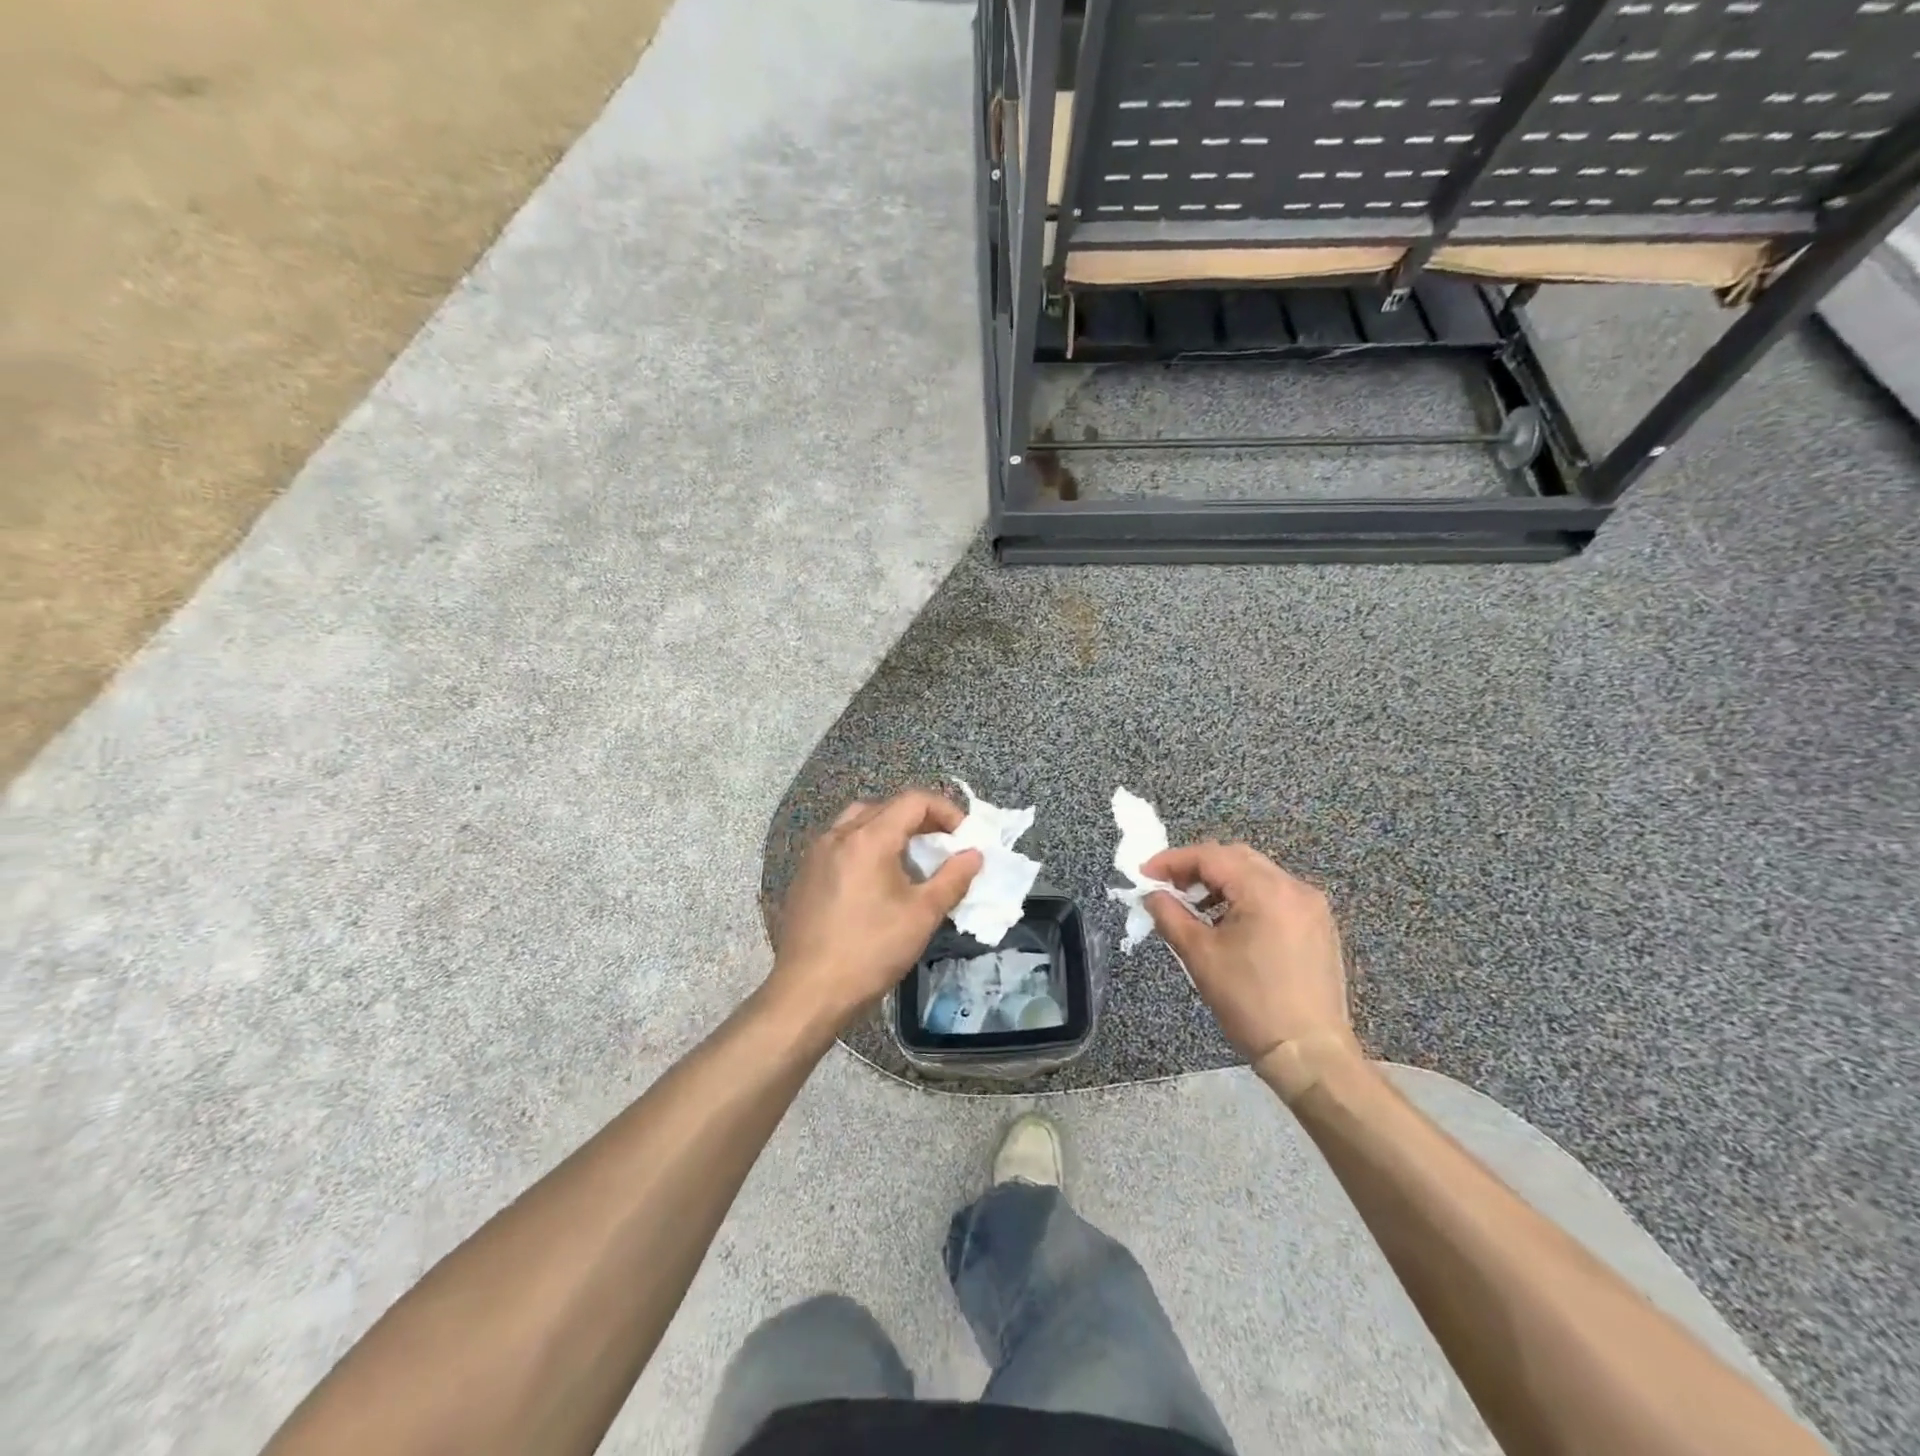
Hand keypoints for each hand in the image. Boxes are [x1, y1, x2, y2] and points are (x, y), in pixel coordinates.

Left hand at [767, 791, 982, 1032]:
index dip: (945, 811)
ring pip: (858, 822)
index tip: (963, 837)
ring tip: (910, 860)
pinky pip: (840, 844)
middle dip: (919, 819)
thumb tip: (974, 855)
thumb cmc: (870, 951)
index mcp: (868, 839)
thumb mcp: (922, 915)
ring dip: (889, 830)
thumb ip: (952, 879)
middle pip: (885, 807)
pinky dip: (865, 847)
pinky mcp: (804, 875)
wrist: (808, 992)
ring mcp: (816, 854)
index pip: (913, 801)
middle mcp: (838, 835)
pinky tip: (876, 881)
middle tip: (942, 845)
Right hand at [1142, 842, 1360, 1089]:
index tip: (1144, 875)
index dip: (1172, 861)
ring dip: (1221, 882)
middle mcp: (1294, 888)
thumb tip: (1152, 894)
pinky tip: (1227, 923)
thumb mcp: (1200, 956)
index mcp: (1266, 891)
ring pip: (1257, 874)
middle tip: (1168, 887)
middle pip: (1236, 858)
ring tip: (1194, 907)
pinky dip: (1245, 898)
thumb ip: (1170, 916)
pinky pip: (1275, 895)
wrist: (1309, 1054)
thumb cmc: (1250, 1003)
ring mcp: (1312, 907)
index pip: (1211, 856)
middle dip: (1197, 867)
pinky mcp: (1318, 926)